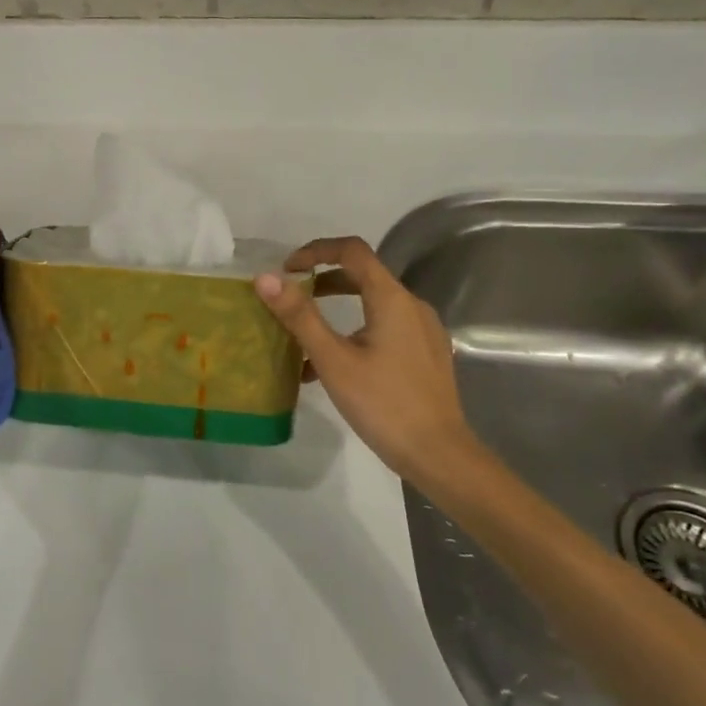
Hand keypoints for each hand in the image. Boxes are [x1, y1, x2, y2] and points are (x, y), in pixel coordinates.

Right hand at [254, 236, 487, 492]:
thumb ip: (300, 316)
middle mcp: (412, 305)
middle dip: (323, 280)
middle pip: (363, 275)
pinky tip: (334, 366)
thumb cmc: (383, 404)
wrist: (439, 455)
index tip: (287, 270)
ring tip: (305, 336)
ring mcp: (423, 330)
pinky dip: (356, 331)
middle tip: (291, 298)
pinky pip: (386, 328)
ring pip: (374, 304)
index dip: (316, 250)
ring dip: (337, 308)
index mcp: (391, 298)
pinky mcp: (426, 354)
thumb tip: (266, 278)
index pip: (352, 251)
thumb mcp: (333, 360)